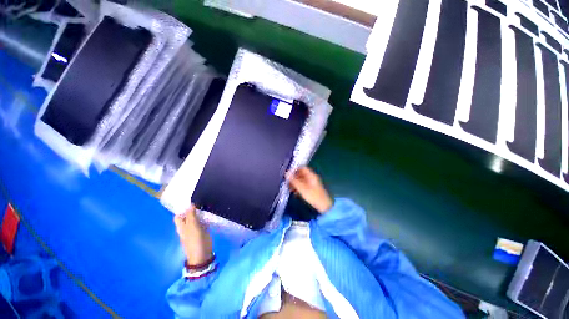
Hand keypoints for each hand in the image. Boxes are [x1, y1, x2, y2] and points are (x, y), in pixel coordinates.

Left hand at [174, 205, 212, 265]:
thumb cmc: (195, 240)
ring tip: (206, 204)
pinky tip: (210, 212)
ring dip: (200, 212)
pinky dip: (205, 217)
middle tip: (201, 200)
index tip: (190, 200)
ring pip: (196, 218)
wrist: (202, 254)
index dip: (183, 208)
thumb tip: (190, 204)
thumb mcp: (192, 226)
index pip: (179, 215)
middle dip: (193, 209)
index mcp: (181, 226)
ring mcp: (195, 228)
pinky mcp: (203, 230)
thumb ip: (191, 215)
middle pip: (188, 215)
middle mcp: (187, 226)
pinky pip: (203, 221)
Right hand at [288, 167, 332, 213]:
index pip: (302, 168)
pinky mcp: (312, 189)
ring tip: (289, 188)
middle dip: (294, 177)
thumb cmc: (313, 196)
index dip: (295, 169)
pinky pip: (304, 185)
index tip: (288, 173)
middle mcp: (312, 177)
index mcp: (311, 175)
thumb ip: (294, 180)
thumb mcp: (302, 188)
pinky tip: (294, 192)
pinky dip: (299, 187)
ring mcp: (312, 183)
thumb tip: (286, 173)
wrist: (324, 206)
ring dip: (295, 183)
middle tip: (287, 182)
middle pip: (301, 174)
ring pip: (302, 180)